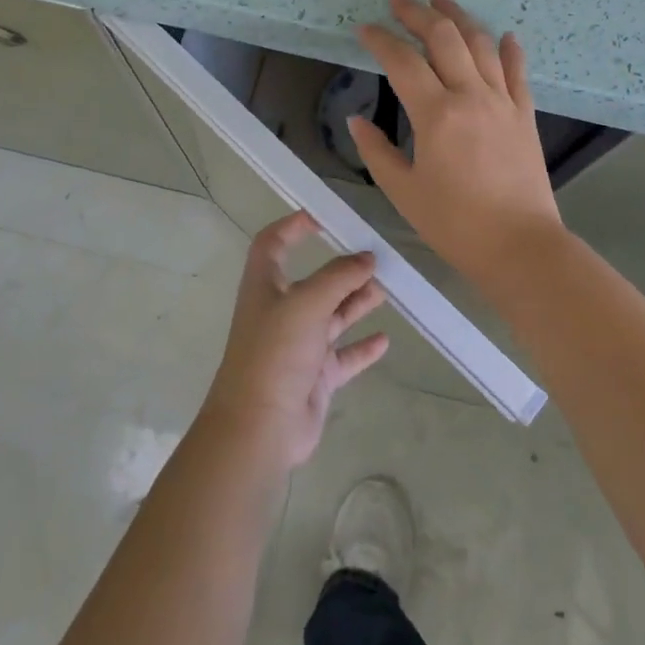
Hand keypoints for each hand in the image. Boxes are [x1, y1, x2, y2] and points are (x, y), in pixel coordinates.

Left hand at [201, 211, 391, 470]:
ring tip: (385, 289)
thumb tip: (367, 257)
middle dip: (341, 269)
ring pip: (332, 316)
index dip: (293, 227)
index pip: (273, 244)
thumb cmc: (275, 353)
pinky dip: (362, 347)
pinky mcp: (314, 377)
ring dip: (356, 302)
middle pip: (313, 281)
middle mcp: (281, 312)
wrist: (259, 428)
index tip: (324, 217)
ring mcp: (298, 346)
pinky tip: (384, 339)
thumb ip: (339, 277)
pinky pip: (344, 355)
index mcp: (265, 286)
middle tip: (375, 258)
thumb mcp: (307, 303)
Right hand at [350, 0, 564, 279]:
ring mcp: (503, 102)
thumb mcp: (403, 192)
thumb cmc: (455, 224)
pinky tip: (504, 35)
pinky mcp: (524, 115)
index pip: (403, 62)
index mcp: (436, 115)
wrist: (520, 246)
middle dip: (419, 13)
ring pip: (481, 44)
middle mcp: (471, 96)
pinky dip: (509, 49)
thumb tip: (357, 121)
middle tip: (399, 0)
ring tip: (441, 0)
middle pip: (444, 38)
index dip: (381, 40)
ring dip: (459, 18)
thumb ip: (377, 152)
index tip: (365, 29)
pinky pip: (518, 72)